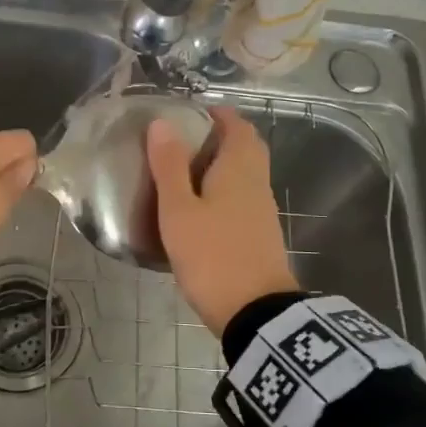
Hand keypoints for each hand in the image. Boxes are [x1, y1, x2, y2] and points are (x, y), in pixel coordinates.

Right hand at [148, 106, 298, 334]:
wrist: (256, 312)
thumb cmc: (212, 255)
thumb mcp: (179, 211)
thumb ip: (169, 166)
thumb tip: (162, 123)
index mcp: (239, 169)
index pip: (237, 126)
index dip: (217, 114)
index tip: (190, 114)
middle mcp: (257, 183)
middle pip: (246, 148)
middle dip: (220, 138)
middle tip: (185, 142)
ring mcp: (263, 211)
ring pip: (245, 174)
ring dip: (221, 166)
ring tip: (183, 173)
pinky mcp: (261, 235)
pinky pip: (243, 198)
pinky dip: (224, 192)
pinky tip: (200, 209)